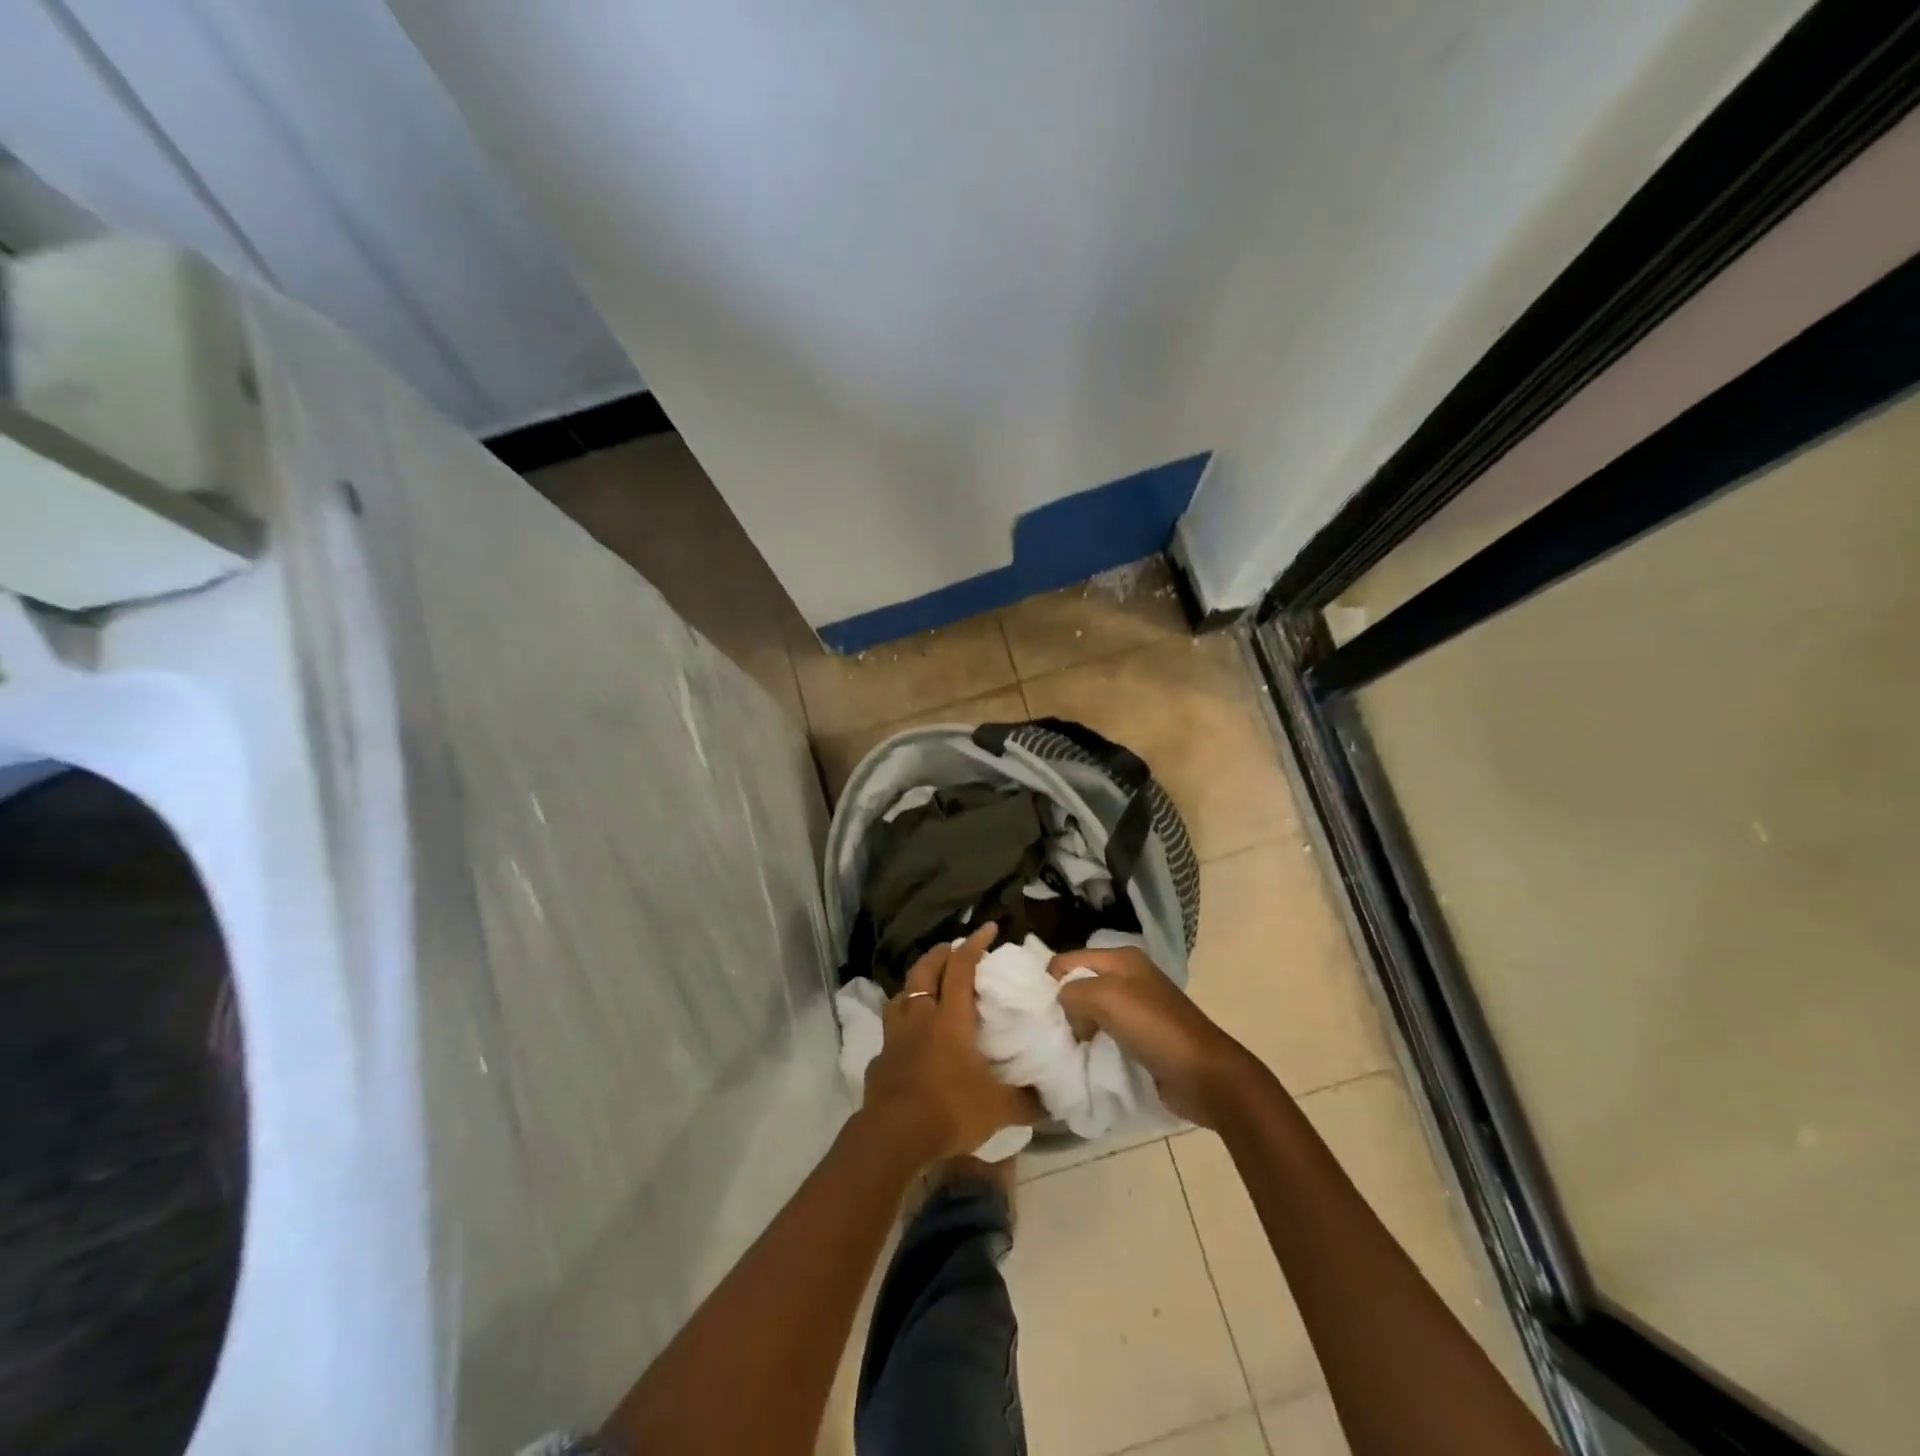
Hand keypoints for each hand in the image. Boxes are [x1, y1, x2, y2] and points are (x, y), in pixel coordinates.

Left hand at [862, 923, 1042, 1163]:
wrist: (893, 1135)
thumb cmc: (949, 1110)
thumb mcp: (998, 1109)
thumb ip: (1025, 1101)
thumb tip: (1052, 1102)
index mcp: (950, 1018)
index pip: (961, 968)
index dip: (974, 945)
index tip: (988, 928)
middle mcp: (920, 1017)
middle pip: (924, 970)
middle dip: (939, 954)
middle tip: (952, 948)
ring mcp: (895, 1037)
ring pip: (901, 995)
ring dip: (915, 985)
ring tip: (926, 987)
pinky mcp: (879, 1059)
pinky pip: (890, 1031)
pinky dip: (901, 1025)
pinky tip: (908, 1039)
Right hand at [1048, 945, 1263, 1127]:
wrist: (1205, 1075)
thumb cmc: (1154, 1028)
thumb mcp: (1106, 997)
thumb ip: (1072, 993)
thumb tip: (1064, 1011)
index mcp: (1121, 958)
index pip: (1068, 960)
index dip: (1049, 982)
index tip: (1035, 1013)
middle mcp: (1127, 977)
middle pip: (1078, 986)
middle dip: (1061, 1007)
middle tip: (1046, 1034)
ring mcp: (1136, 1009)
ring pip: (1089, 1013)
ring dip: (1075, 1030)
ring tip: (1060, 1050)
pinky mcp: (1141, 1038)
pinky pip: (1104, 1036)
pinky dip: (1092, 1046)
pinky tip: (1082, 1060)